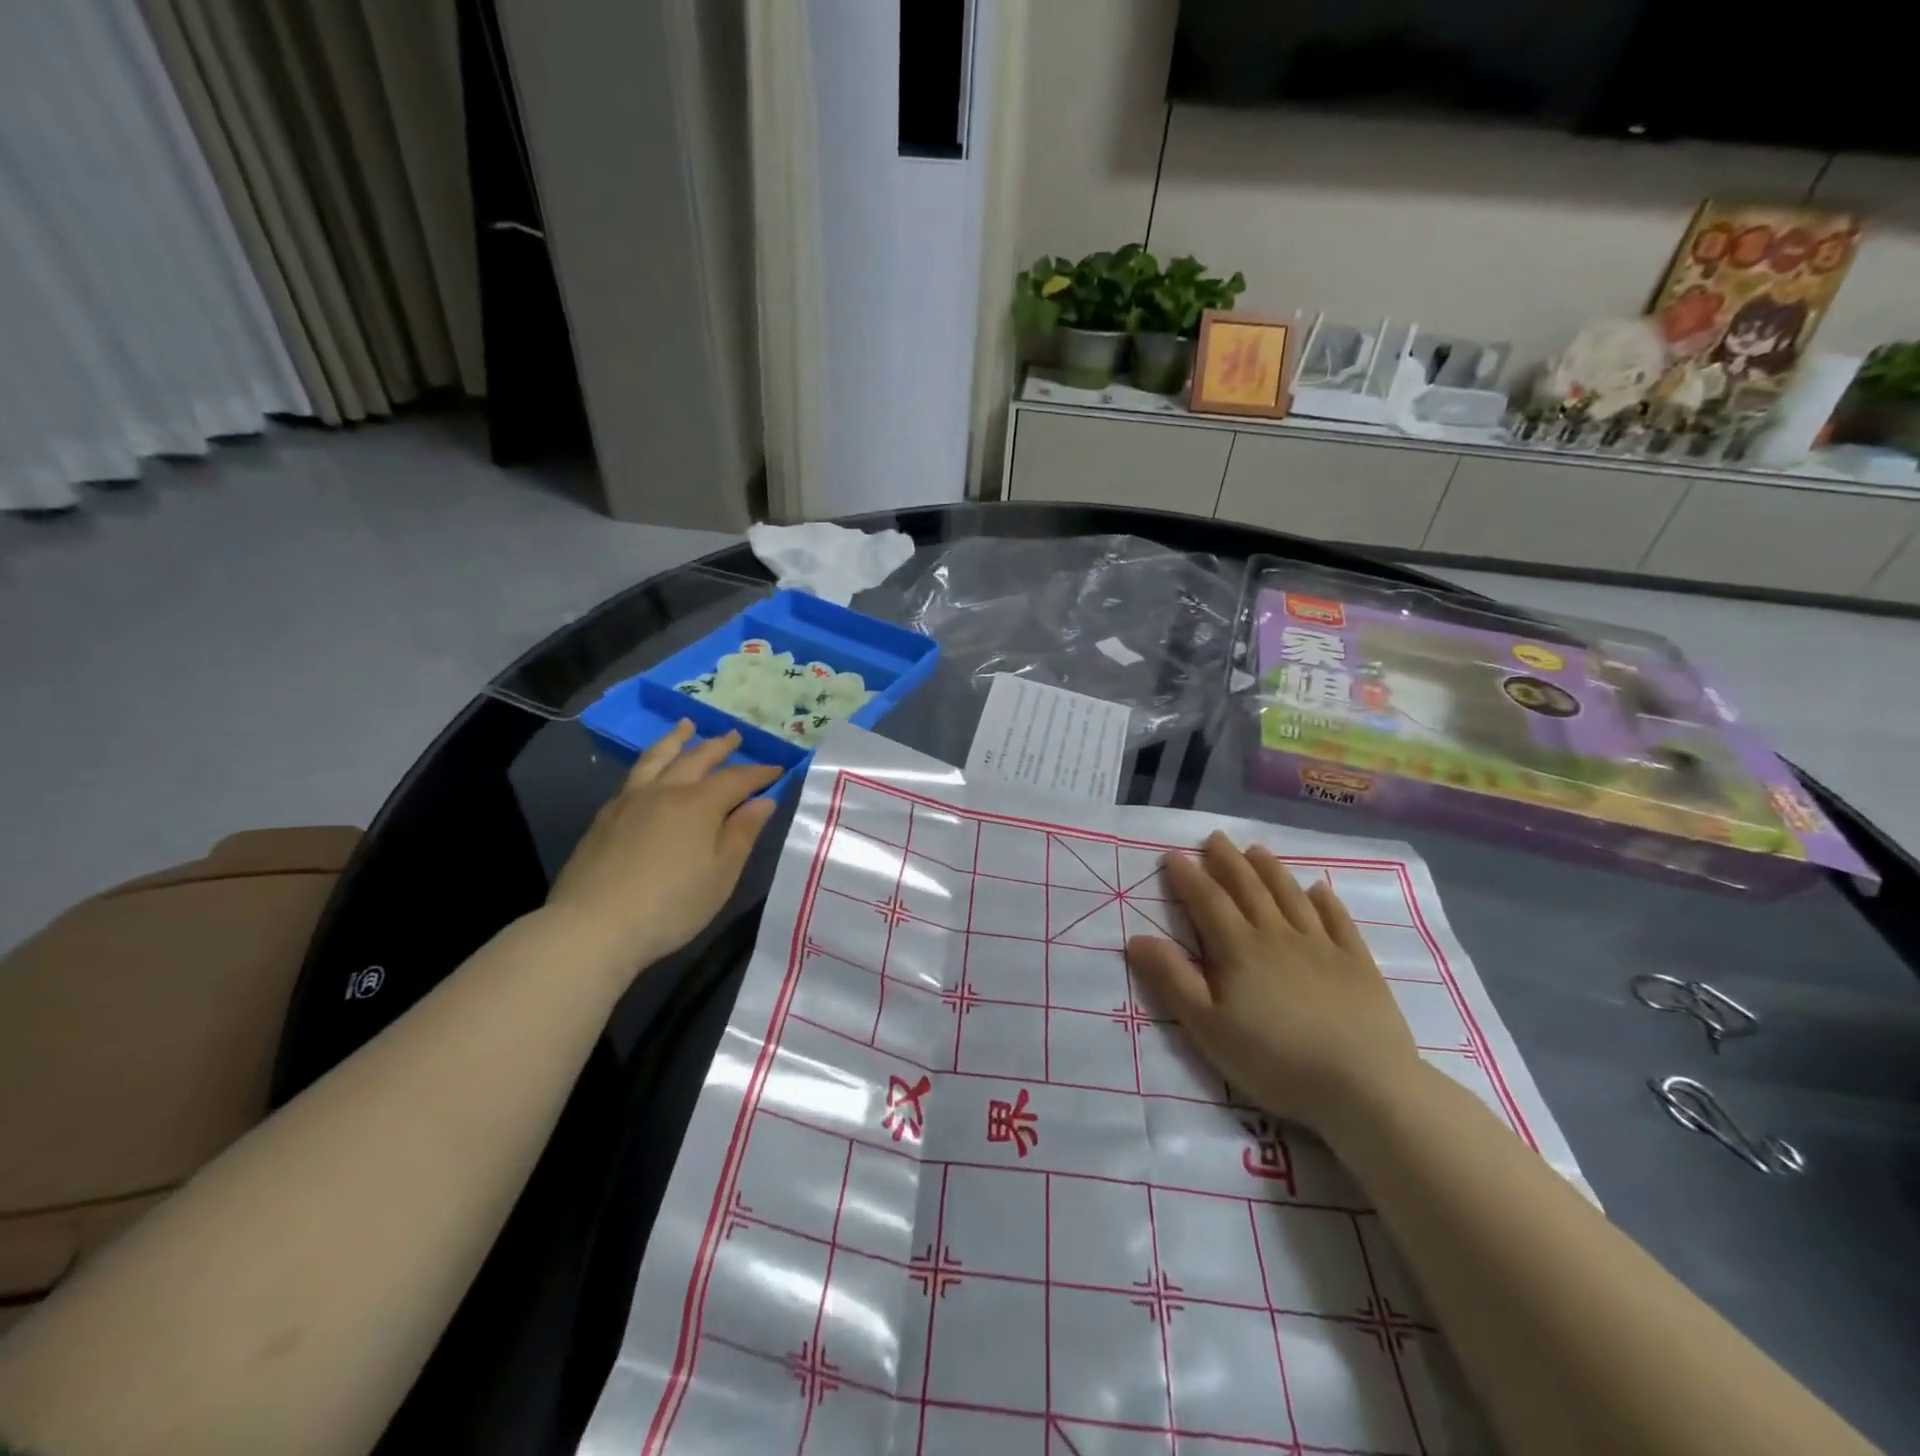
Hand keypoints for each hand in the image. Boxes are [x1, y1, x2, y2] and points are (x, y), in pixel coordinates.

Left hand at [546, 721, 779, 971]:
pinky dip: (650, 763)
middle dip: (719, 746)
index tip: (778, 769)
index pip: (737, 778)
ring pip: (657, 758)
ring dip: (676, 740)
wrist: (594, 926)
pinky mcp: (605, 817)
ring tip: (686, 726)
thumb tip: (763, 801)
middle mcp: (665, 791)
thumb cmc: (672, 905)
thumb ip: (743, 833)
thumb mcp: (721, 873)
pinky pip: (634, 776)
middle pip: (696, 758)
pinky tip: (650, 771)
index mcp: (699, 804)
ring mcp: (630, 801)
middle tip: (734, 735)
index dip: (760, 773)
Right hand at [1125, 831, 1422, 1136]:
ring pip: (1291, 897)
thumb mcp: (1208, 1027)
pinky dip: (1327, 901)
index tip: (1173, 855)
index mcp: (1239, 950)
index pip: (1208, 901)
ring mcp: (1322, 947)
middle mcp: (1278, 936)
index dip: (1187, 877)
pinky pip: (1339, 922)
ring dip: (1271, 871)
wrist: (1363, 1086)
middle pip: (1249, 889)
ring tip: (1257, 850)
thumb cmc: (1275, 1061)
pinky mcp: (1358, 965)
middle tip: (1215, 838)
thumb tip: (1136, 938)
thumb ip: (1173, 980)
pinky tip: (1319, 889)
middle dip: (1228, 861)